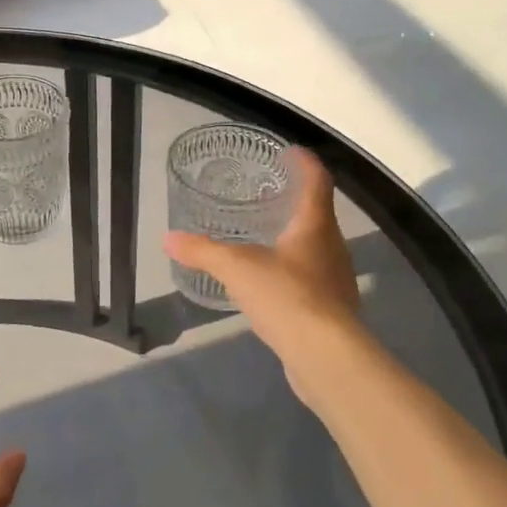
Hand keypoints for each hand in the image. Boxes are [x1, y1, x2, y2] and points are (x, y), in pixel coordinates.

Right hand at [164, 147, 360, 369]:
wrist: (325, 355)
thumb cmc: (286, 296)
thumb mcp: (236, 268)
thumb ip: (202, 251)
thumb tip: (169, 239)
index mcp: (315, 225)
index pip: (317, 181)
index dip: (305, 163)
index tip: (290, 151)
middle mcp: (333, 247)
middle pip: (318, 214)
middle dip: (295, 203)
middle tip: (268, 196)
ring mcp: (337, 280)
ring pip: (316, 249)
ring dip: (295, 239)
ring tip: (266, 238)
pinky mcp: (334, 310)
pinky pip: (313, 280)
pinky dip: (294, 273)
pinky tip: (272, 285)